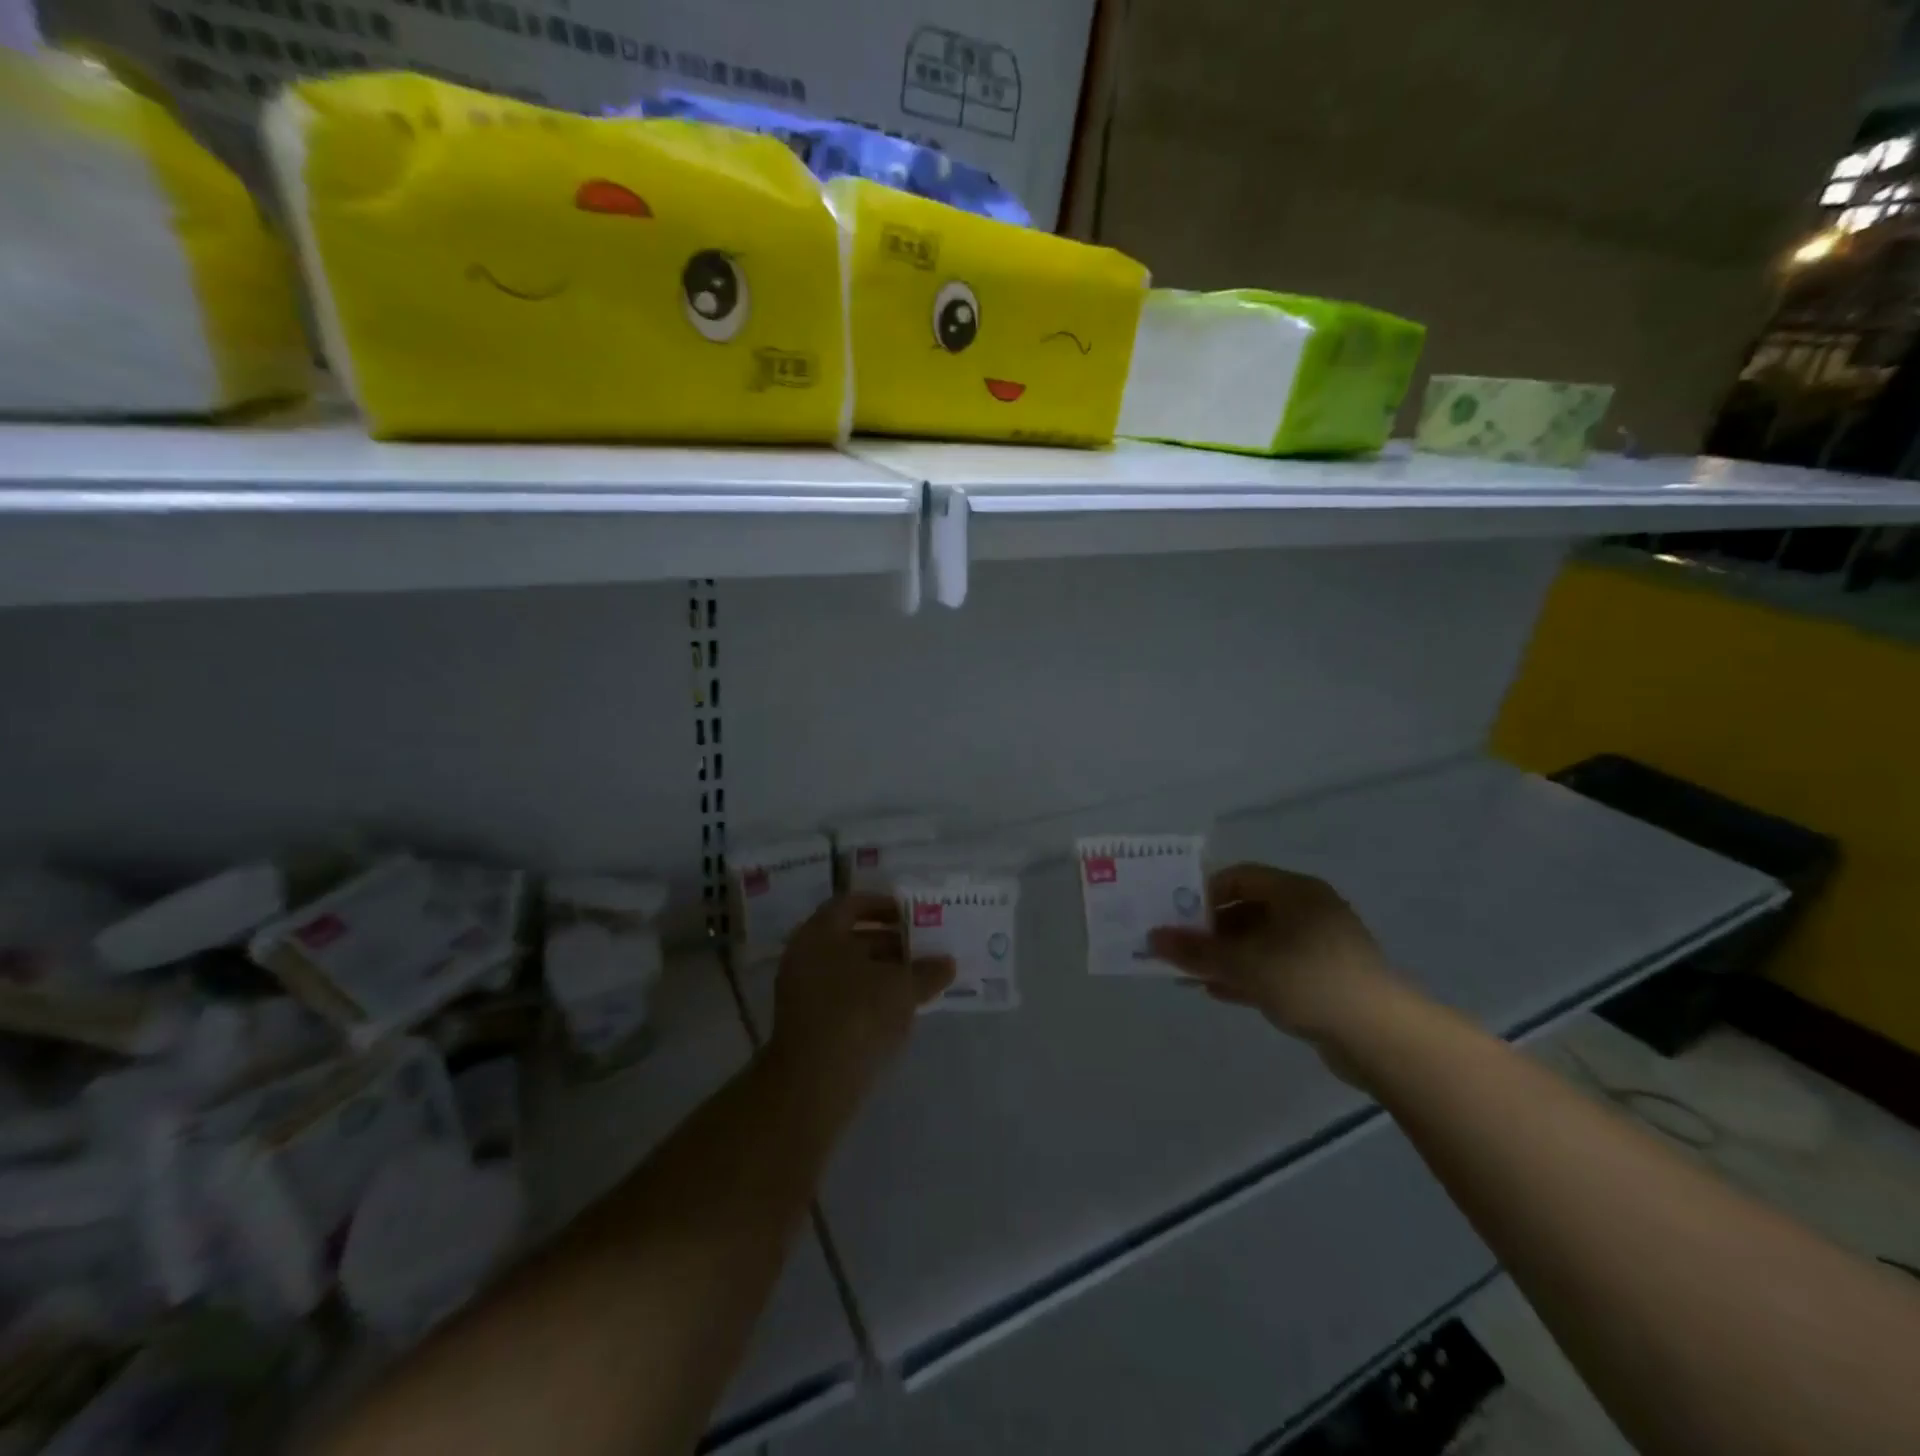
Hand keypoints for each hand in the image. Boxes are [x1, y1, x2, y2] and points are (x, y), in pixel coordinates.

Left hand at [769, 894, 953, 1099]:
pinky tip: (905, 1006)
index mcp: (820, 933)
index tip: (913, 913)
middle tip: (926, 946)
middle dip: (892, 941)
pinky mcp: (812, 1024)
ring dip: (886, 971)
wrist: (815, 1082)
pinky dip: (874, 996)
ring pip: (852, 970)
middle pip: (853, 938)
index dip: (885, 905)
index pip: (852, 904)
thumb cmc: (857, 1014)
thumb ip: (927, 970)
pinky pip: (847, 997)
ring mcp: (805, 992)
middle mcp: (806, 956)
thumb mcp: (902, 987)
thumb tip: (948, 963)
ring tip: (923, 976)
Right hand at [1148, 864, 1403, 1051]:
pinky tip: (1219, 991)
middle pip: (1247, 910)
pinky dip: (1247, 975)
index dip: (1204, 894)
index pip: (1239, 877)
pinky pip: (1276, 968)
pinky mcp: (1326, 979)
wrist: (1382, 1037)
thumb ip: (1197, 951)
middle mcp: (1309, 911)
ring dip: (1225, 957)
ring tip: (1190, 974)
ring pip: (1260, 943)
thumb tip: (1153, 938)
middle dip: (1210, 931)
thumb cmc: (1308, 980)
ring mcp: (1320, 947)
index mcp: (1295, 891)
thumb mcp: (1244, 964)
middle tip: (1179, 950)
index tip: (1177, 917)